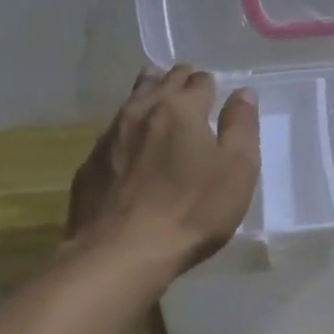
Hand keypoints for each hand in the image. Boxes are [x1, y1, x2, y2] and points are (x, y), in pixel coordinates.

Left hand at [65, 65, 259, 276]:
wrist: (121, 253)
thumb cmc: (192, 210)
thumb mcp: (237, 170)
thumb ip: (241, 127)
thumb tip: (243, 93)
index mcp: (181, 108)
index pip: (199, 80)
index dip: (211, 86)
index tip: (216, 96)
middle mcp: (142, 111)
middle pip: (162, 81)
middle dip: (179, 81)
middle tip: (190, 91)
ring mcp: (110, 136)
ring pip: (132, 101)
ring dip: (149, 96)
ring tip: (159, 101)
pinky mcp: (90, 164)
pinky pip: (113, 132)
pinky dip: (128, 130)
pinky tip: (132, 146)